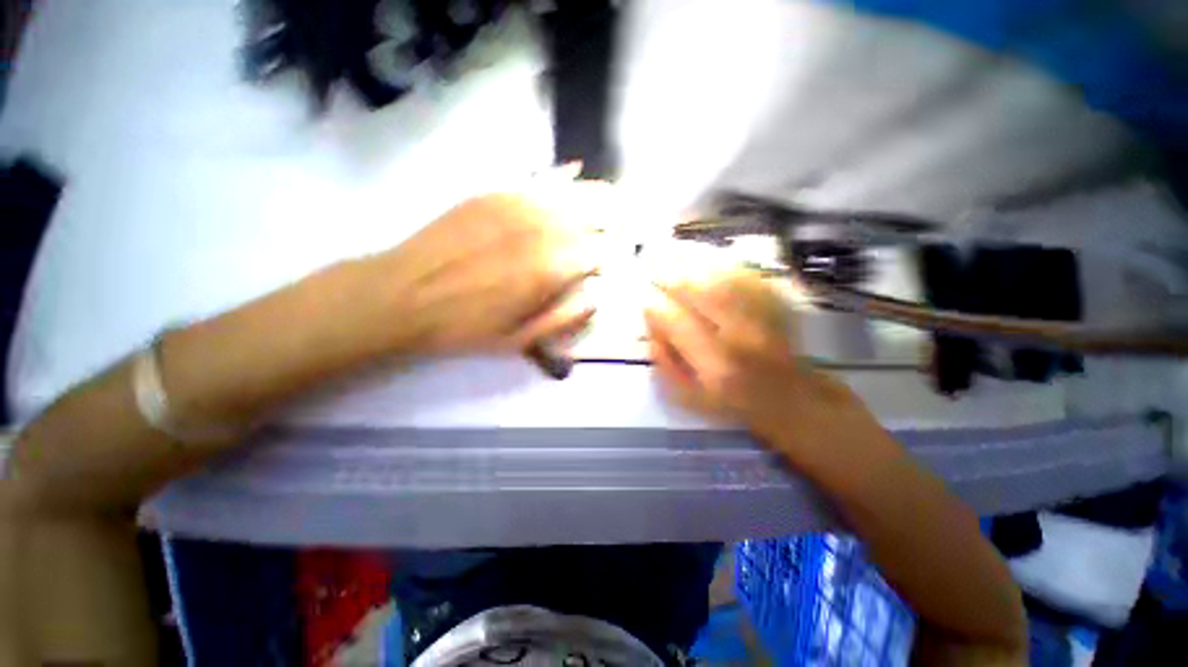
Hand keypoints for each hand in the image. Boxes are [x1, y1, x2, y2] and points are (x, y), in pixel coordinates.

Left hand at [380, 192, 602, 355]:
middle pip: (594, 213)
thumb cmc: (465, 326)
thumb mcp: (519, 341)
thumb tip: (597, 297)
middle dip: (617, 216)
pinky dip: (562, 178)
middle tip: (630, 220)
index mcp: (550, 268)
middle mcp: (540, 229)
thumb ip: (565, 318)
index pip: (601, 250)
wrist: (401, 295)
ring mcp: (516, 205)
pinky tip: (575, 174)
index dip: (617, 251)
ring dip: (598, 194)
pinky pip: (538, 180)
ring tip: (615, 197)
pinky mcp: (493, 193)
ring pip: (571, 192)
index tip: (623, 256)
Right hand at [644, 271, 883, 471]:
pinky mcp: (776, 306)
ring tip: (678, 268)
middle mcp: (740, 336)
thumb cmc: (733, 403)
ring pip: (721, 277)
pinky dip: (722, 268)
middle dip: (671, 279)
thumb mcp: (689, 398)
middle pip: (699, 291)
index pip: (675, 322)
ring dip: (694, 269)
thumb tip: (653, 332)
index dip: (656, 309)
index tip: (647, 304)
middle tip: (658, 276)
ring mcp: (762, 317)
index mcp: (714, 365)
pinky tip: (709, 269)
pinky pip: (745, 276)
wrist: (789, 398)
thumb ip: (665, 365)